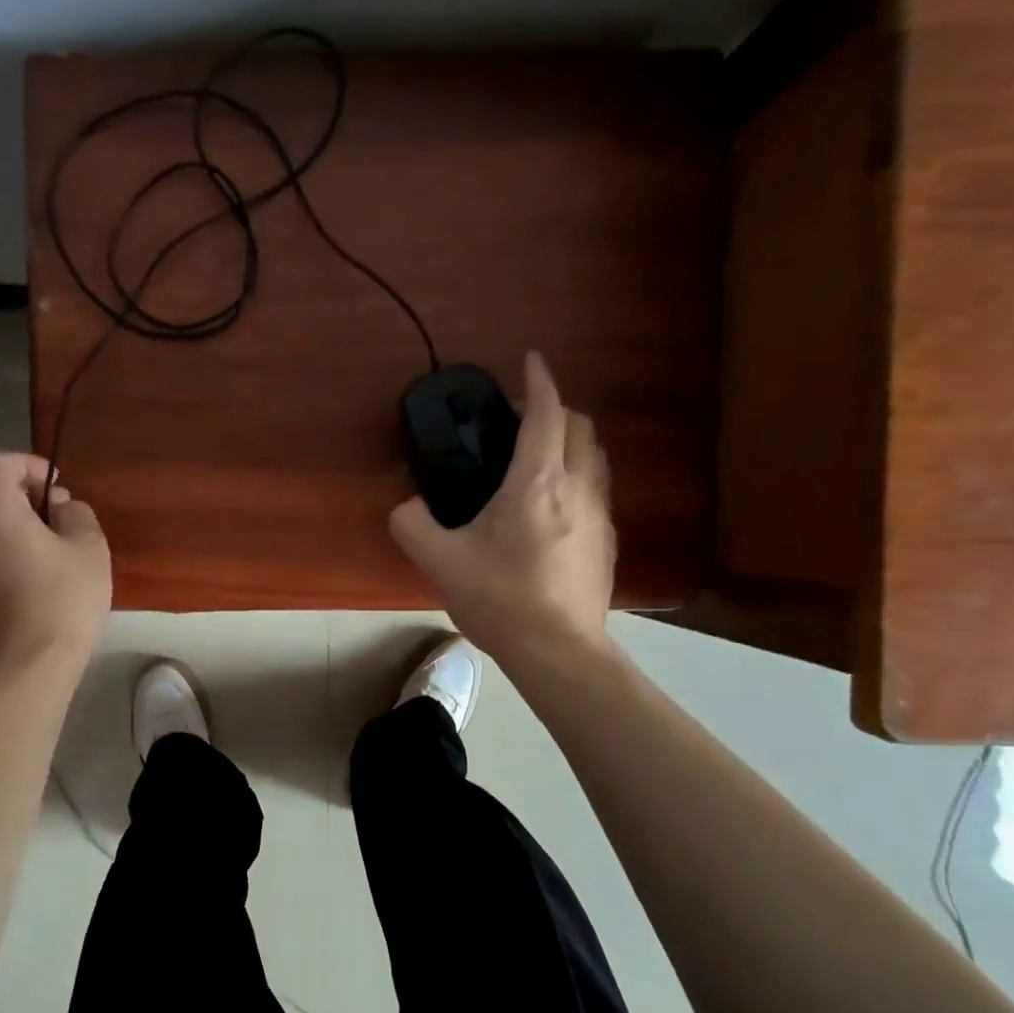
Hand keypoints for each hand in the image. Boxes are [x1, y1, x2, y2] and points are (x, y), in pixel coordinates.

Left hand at [0, 453, 110, 670]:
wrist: (31, 663)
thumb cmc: (64, 598)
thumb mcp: (89, 546)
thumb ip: (76, 512)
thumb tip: (59, 507)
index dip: (29, 464)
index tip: (58, 487)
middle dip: (22, 493)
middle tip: (58, 516)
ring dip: (13, 522)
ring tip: (49, 546)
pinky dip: (3, 547)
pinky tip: (34, 573)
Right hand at [389, 352, 615, 662]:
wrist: (557, 651)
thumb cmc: (499, 597)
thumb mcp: (439, 560)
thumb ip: (413, 525)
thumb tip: (405, 508)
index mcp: (537, 481)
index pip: (547, 413)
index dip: (539, 381)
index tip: (531, 361)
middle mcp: (577, 487)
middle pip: (581, 427)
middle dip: (557, 410)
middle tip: (524, 420)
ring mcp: (600, 516)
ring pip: (595, 458)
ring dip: (572, 442)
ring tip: (540, 458)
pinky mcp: (608, 543)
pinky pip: (596, 491)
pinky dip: (578, 478)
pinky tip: (553, 508)